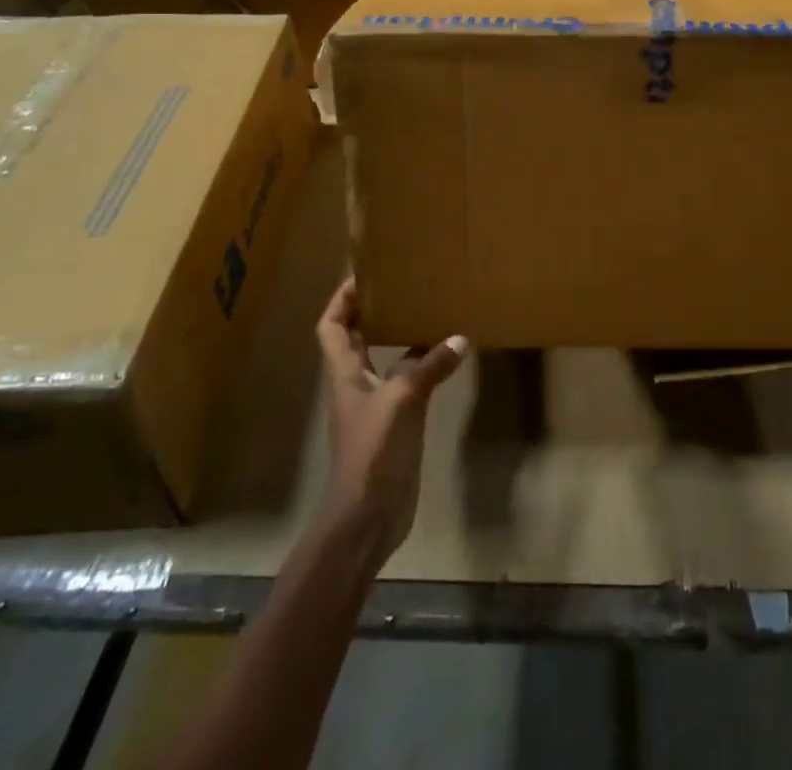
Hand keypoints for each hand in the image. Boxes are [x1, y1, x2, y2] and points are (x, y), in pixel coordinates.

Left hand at [315, 277, 468, 562]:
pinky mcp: (395, 425)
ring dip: (399, 337)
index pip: (332, 327)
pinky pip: (407, 384)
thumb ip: (429, 367)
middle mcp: (356, 385)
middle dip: (371, 311)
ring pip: (383, 360)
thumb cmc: (373, 451)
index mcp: (345, 374)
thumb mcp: (402, 401)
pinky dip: (422, 366)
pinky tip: (445, 357)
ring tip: (427, 311)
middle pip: (356, 339)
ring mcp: (375, 406)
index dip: (341, 300)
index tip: (362, 275)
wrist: (368, 516)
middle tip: (401, 285)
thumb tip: (459, 338)